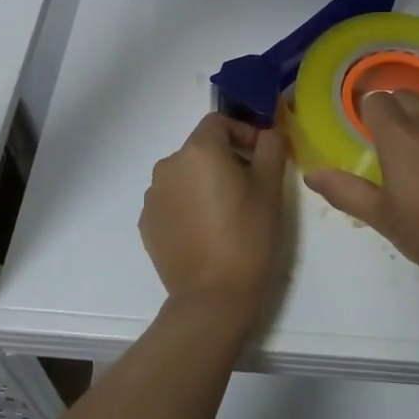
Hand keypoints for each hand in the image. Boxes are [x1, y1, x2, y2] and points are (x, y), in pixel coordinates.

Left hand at [141, 112, 291, 324]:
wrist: (213, 296)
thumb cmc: (248, 235)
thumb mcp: (270, 187)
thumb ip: (271, 147)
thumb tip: (268, 132)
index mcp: (198, 150)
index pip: (219, 122)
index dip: (243, 132)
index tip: (261, 157)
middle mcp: (168, 165)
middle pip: (201, 148)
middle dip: (226, 159)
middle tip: (250, 188)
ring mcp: (153, 195)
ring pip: (185, 174)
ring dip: (205, 182)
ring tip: (227, 213)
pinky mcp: (147, 223)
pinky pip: (172, 200)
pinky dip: (189, 205)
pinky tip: (206, 231)